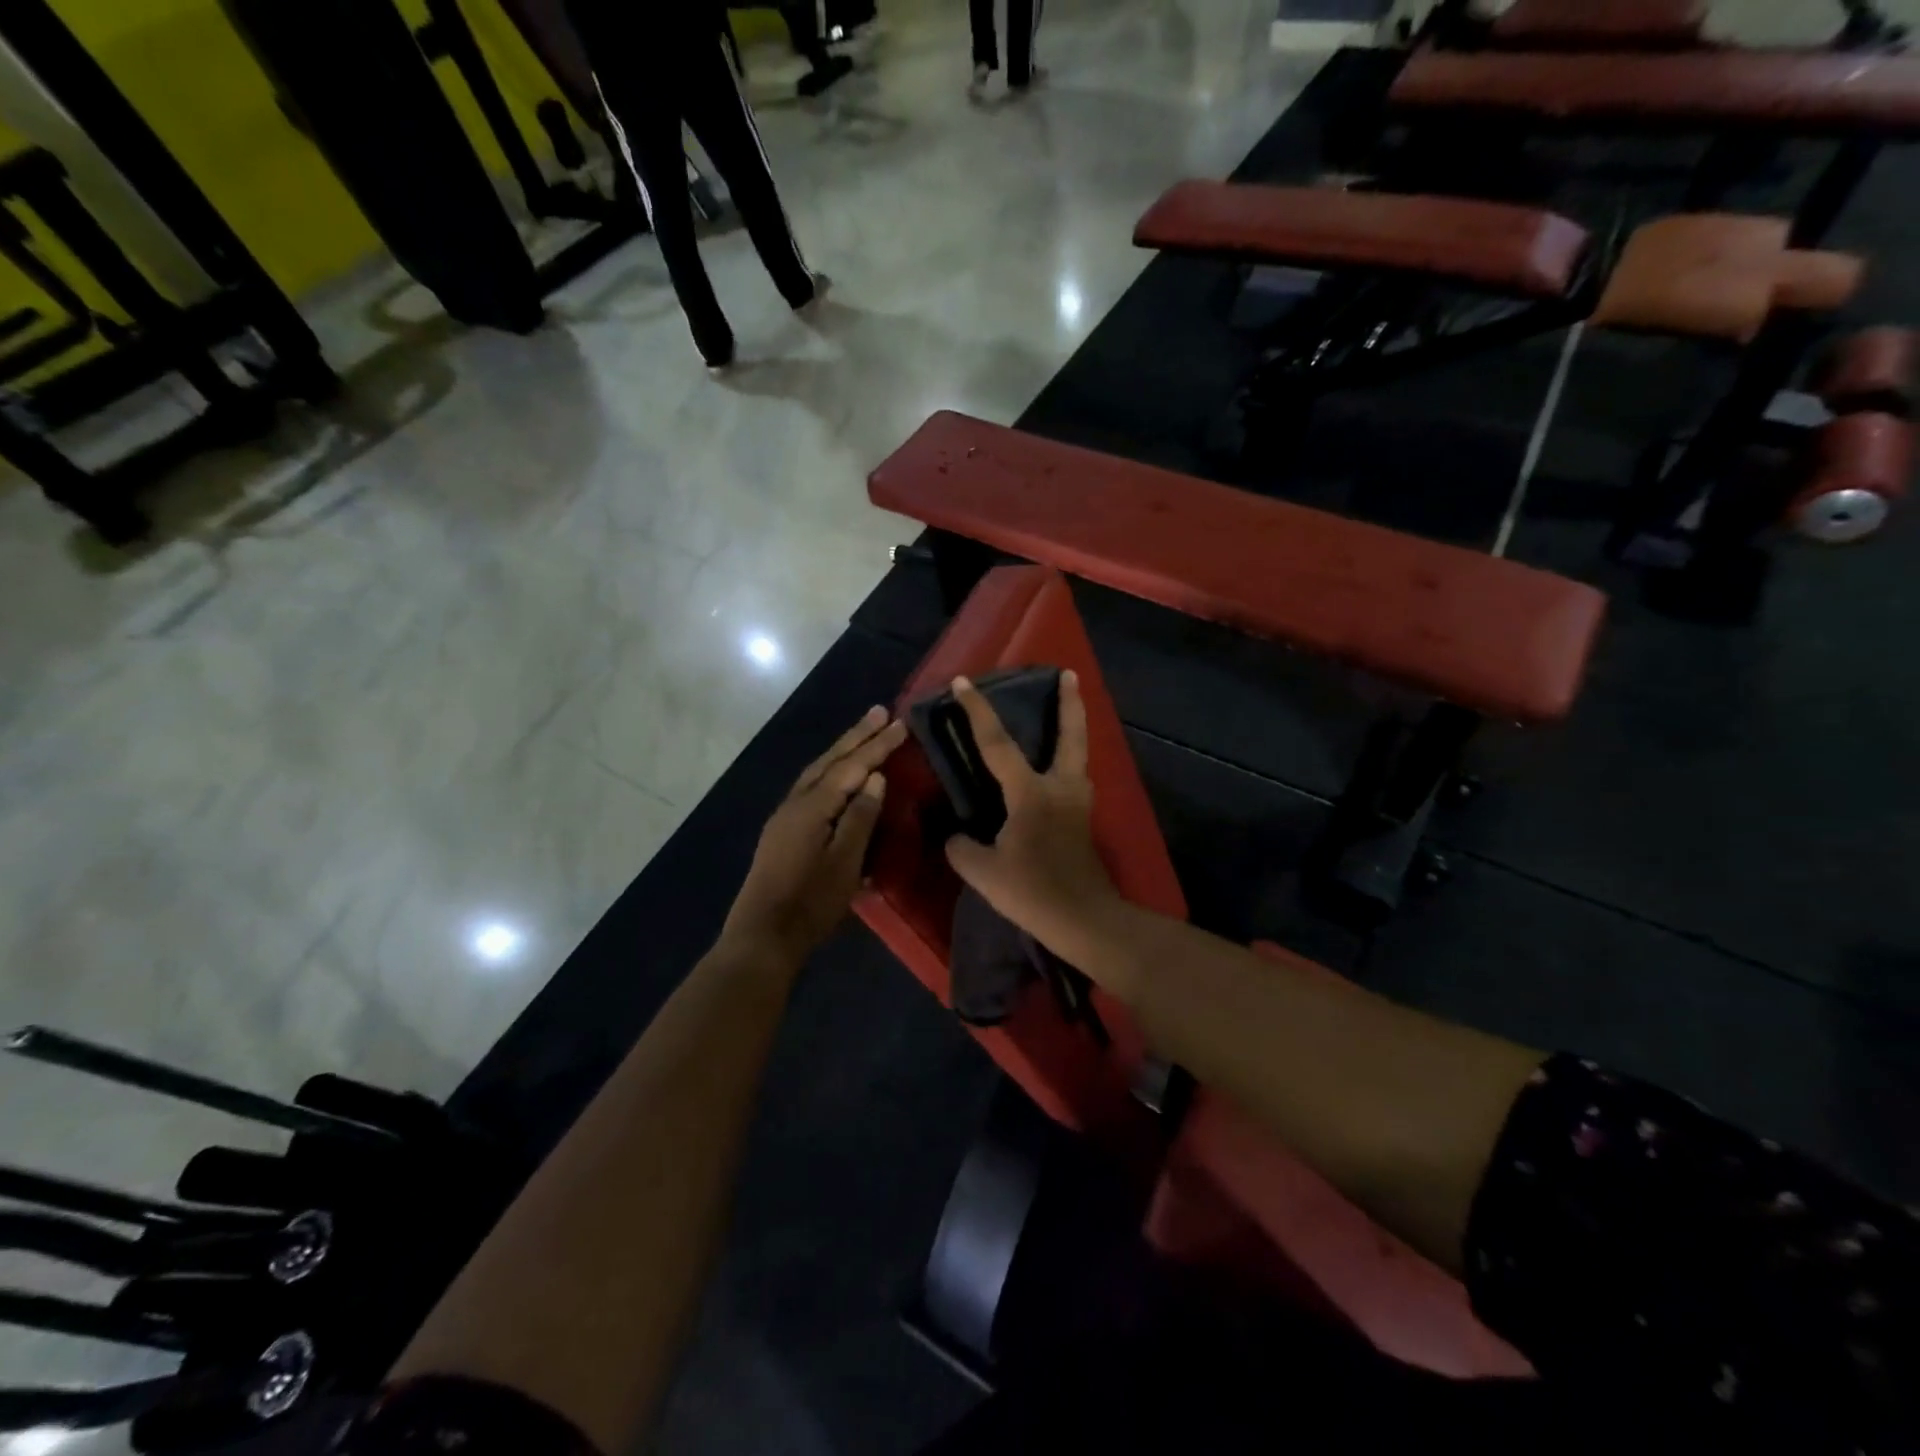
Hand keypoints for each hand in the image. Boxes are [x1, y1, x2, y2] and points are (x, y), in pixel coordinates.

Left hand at [720, 706, 907, 965]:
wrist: (763, 937)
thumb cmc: (810, 903)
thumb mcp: (845, 862)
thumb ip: (860, 817)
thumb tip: (874, 778)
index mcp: (811, 807)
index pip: (851, 767)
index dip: (877, 745)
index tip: (900, 723)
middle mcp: (795, 803)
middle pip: (829, 761)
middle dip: (856, 736)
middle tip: (880, 711)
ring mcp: (784, 816)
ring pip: (817, 772)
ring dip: (841, 750)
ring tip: (863, 733)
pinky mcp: (782, 831)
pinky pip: (810, 787)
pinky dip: (829, 772)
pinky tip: (838, 775)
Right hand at [943, 671, 1121, 957]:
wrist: (1086, 921)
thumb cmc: (1034, 892)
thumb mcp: (984, 872)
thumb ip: (962, 848)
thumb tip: (957, 836)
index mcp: (1031, 792)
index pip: (998, 744)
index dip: (978, 711)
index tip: (964, 682)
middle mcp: (1061, 787)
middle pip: (1070, 735)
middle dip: (1070, 702)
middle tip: (1069, 674)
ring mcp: (1079, 803)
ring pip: (1078, 756)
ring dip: (1073, 730)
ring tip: (1065, 714)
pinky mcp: (1084, 822)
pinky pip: (1075, 778)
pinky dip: (1068, 762)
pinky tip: (1056, 772)